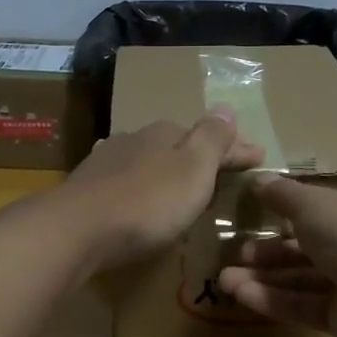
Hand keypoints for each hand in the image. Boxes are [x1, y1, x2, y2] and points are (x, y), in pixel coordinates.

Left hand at [54, 110, 264, 273]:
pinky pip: (122, 180)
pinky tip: (133, 189)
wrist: (77, 230)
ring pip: (146, 160)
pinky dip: (138, 184)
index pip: (210, 137)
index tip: (259, 158)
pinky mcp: (86, 190)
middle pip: (176, 145)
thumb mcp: (193, 169)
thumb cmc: (147, 202)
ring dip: (165, 170)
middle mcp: (134, 140)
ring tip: (179, 186)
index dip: (236, 149)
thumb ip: (211, 139)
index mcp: (165, 134)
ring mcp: (106, 163)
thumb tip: (225, 107)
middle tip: (220, 172)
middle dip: (199, 156)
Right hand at [217, 176, 336, 336]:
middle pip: (306, 244)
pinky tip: (240, 294)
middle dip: (267, 251)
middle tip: (234, 252)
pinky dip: (273, 299)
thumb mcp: (312, 203)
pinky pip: (303, 304)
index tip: (258, 210)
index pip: (325, 204)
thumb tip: (258, 180)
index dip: (291, 207)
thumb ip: (282, 194)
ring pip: (300, 278)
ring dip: (262, 277)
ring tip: (224, 279)